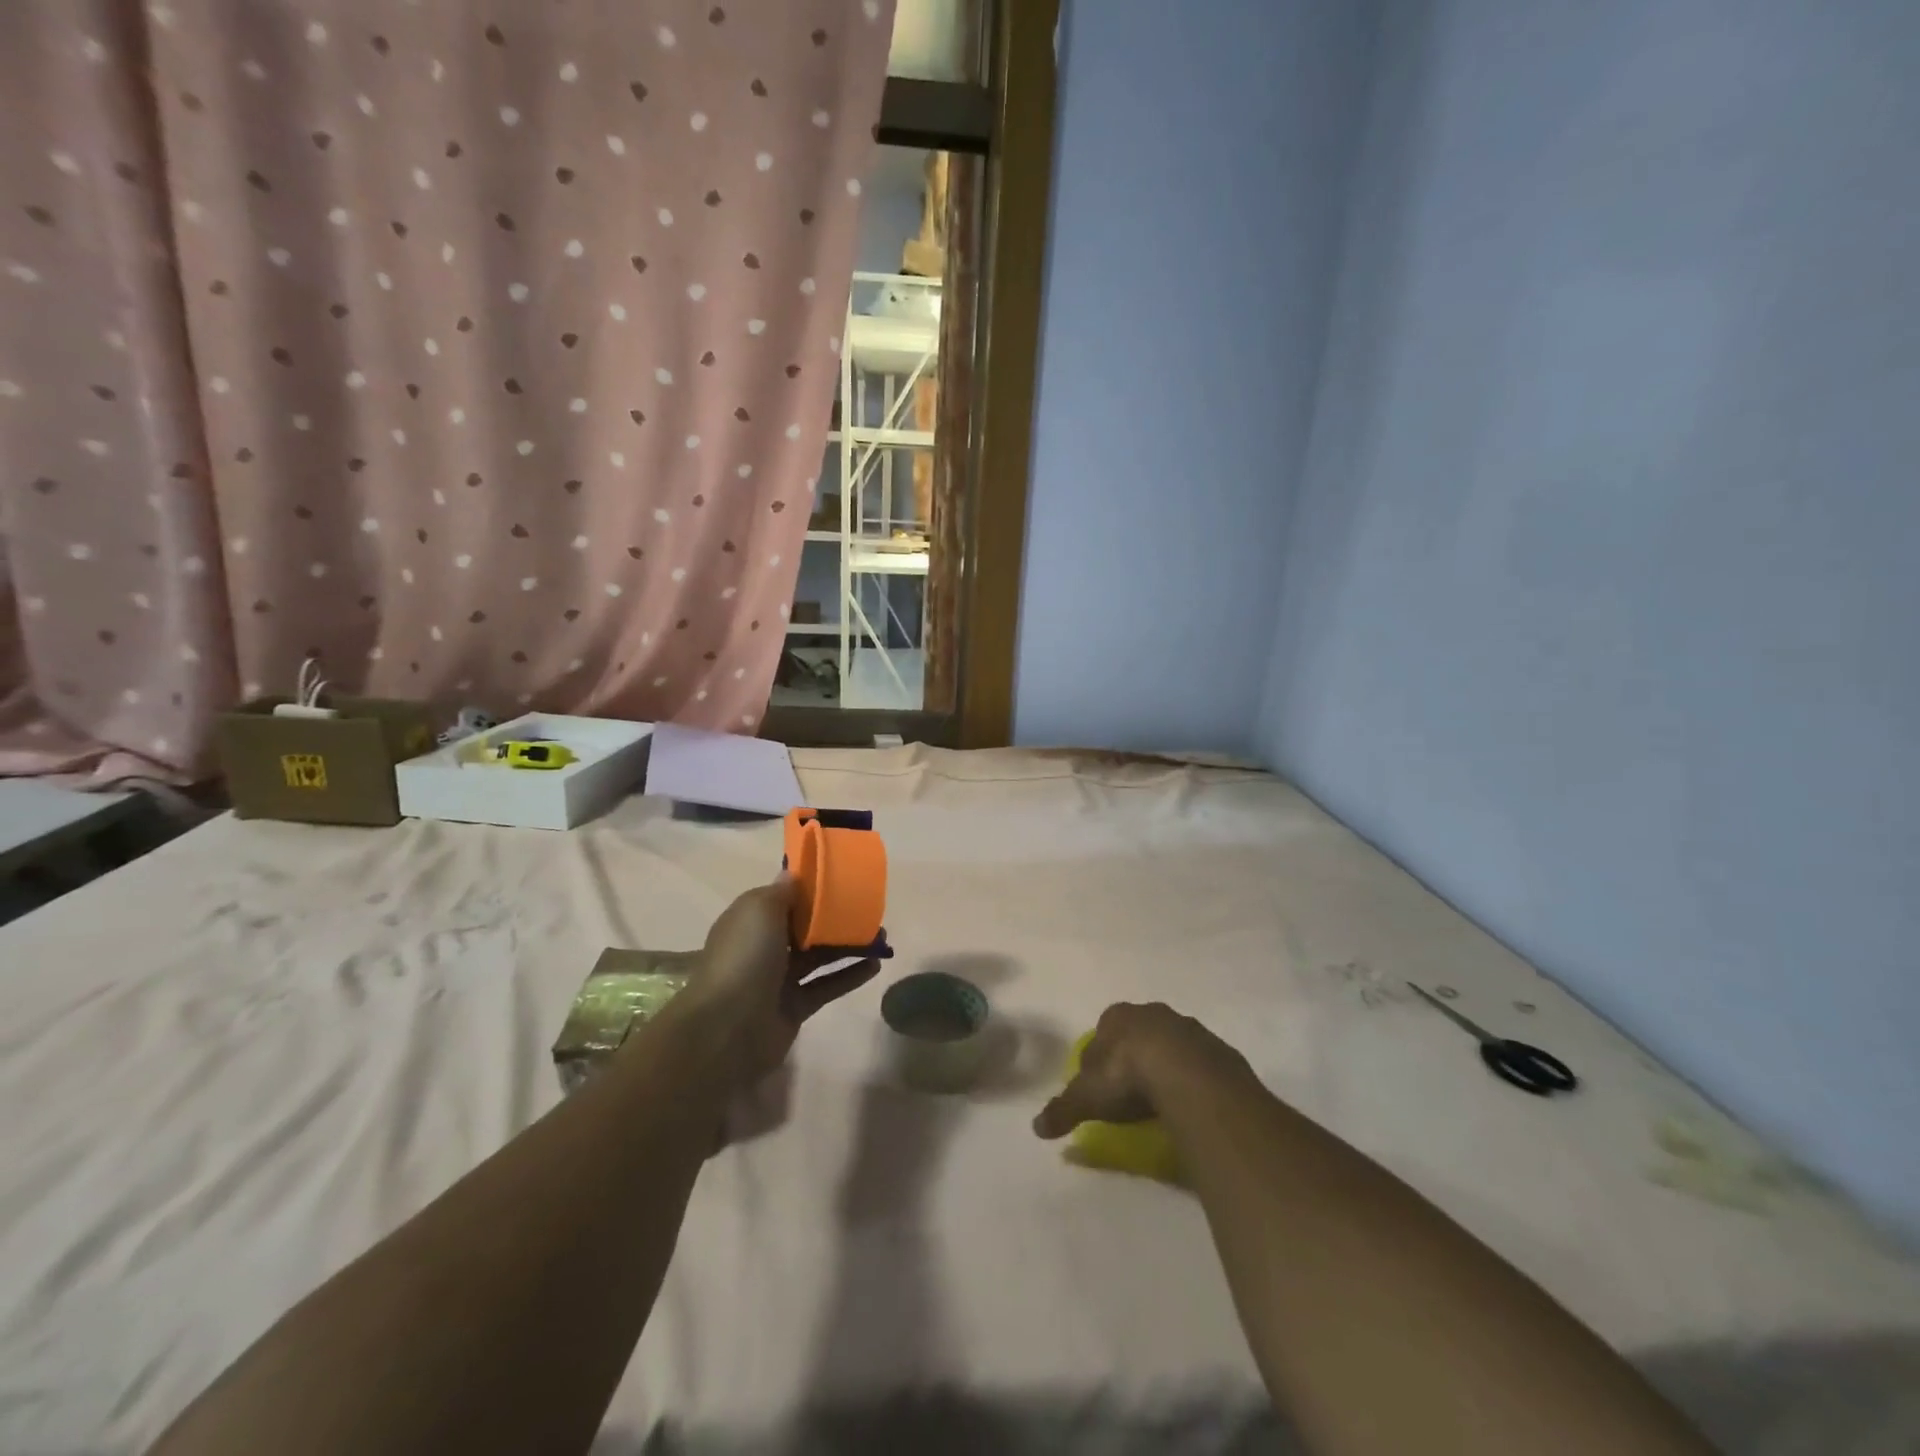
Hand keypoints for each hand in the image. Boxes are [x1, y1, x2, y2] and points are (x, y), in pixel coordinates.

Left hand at [677, 875, 880, 1084]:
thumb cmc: (745, 957)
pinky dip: (850, 975)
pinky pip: (827, 986)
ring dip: (848, 946)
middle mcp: (764, 948)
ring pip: (819, 957)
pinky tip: (875, 965)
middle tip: (868, 911)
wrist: (728, 1028)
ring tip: (881, 937)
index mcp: (751, 921)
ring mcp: (779, 979)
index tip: (841, 881)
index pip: (783, 900)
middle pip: (805, 928)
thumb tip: (792, 874)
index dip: (810, 891)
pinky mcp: (795, 1007)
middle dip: (834, 919)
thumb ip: (782, 892)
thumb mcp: (760, 909)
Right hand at [1033, 1002, 1251, 1138]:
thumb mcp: (1086, 1097)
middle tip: (1131, 1092)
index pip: (1103, 1032)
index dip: (1100, 1056)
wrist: (1189, 1076)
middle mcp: (1154, 1014)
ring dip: (1168, 1067)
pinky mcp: (1219, 1050)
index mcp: (1118, 1016)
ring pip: (1173, 1046)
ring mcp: (1190, 1028)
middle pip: (1139, 1034)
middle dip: (1135, 1056)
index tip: (1101, 1083)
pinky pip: (1201, 1065)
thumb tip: (1036, 1128)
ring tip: (1162, 1102)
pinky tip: (1190, 1105)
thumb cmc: (1127, 1076)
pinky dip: (1194, 1081)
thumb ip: (1062, 1109)